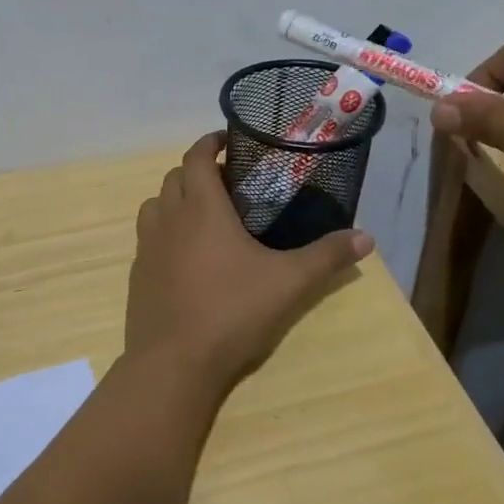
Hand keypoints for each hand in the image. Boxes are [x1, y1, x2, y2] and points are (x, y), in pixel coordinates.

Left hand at [124, 133, 373, 389]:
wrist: (174, 363)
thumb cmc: (232, 312)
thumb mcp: (289, 283)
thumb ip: (327, 257)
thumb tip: (366, 238)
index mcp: (201, 208)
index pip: (196, 156)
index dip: (210, 142)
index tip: (228, 140)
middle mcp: (168, 218)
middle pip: (175, 177)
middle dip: (197, 171)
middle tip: (228, 183)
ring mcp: (147, 246)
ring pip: (156, 205)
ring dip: (176, 199)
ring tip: (204, 215)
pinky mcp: (138, 273)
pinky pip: (147, 237)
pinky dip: (165, 231)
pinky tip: (187, 256)